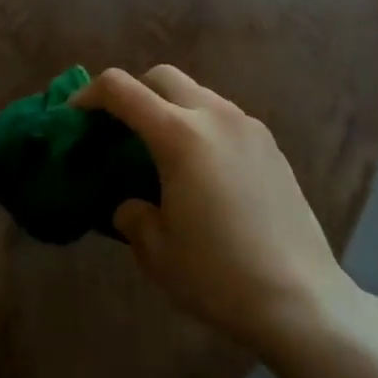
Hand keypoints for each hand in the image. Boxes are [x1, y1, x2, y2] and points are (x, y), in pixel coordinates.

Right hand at [73, 65, 363, 362]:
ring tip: (160, 151)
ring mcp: (249, 127)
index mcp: (179, 135)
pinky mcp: (271, 146)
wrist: (302, 301)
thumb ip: (132, 215)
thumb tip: (132, 204)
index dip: (89, 94)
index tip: (75, 116)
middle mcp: (215, 116)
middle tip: (118, 129)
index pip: (121, 89)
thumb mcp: (156, 251)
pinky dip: (199, 124)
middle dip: (132, 92)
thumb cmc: (219, 276)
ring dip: (169, 107)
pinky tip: (201, 169)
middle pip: (161, 76)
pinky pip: (223, 116)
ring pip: (196, 93)